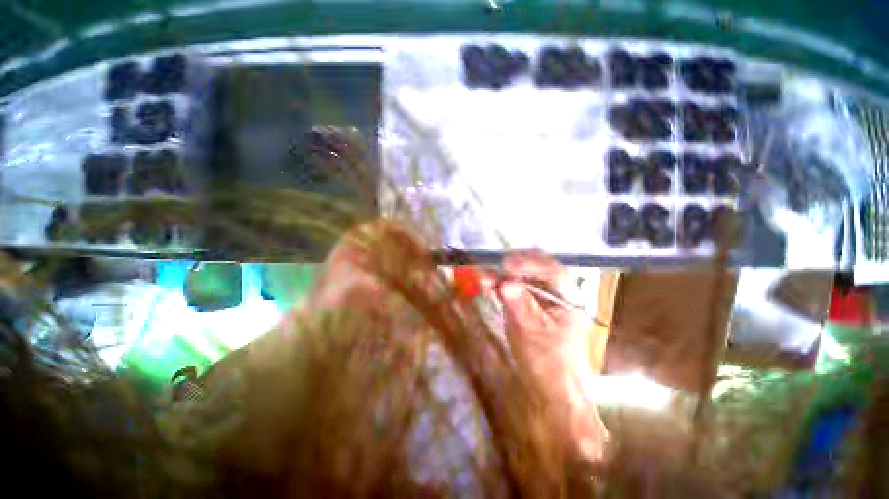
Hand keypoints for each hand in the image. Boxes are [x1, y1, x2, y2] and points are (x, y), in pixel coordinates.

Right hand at [494, 250, 608, 461]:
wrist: (550, 387)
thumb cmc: (549, 364)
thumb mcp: (534, 334)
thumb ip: (521, 306)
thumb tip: (505, 283)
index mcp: (568, 297)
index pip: (551, 271)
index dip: (528, 264)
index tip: (506, 265)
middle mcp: (556, 292)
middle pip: (536, 267)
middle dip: (514, 264)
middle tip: (493, 266)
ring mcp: (541, 297)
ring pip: (522, 276)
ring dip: (502, 273)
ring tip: (483, 275)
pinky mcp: (527, 304)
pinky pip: (513, 287)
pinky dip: (499, 284)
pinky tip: (487, 284)